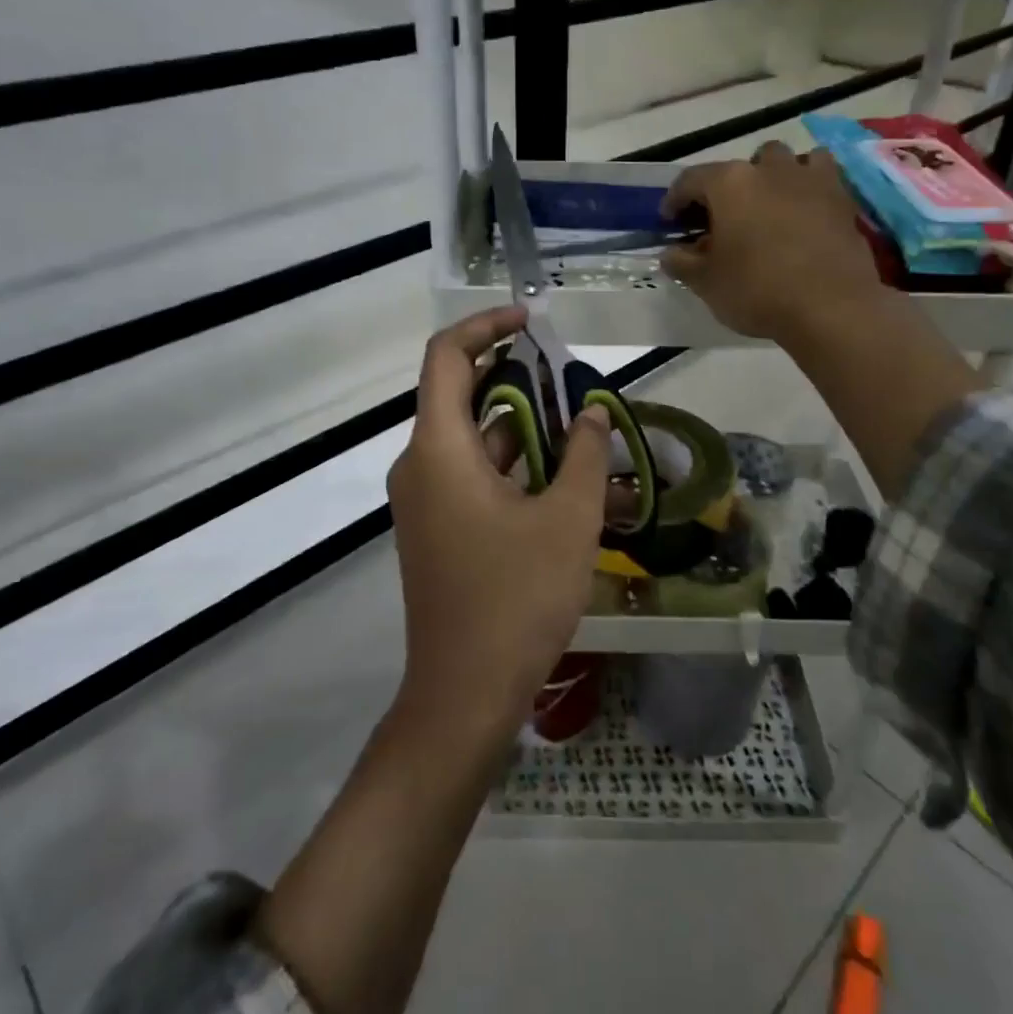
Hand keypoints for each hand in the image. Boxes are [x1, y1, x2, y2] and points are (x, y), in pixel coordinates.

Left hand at [385, 307, 613, 751]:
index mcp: (439, 450)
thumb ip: (587, 456)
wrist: (465, 692)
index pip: (446, 358)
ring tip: (577, 424)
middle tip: (569, 377)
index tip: (531, 321)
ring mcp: (424, 500)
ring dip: (519, 425)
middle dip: (515, 377)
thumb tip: (592, 413)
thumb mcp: (568, 520)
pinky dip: (509, 462)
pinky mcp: (435, 529)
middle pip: (459, 395)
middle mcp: (420, 465)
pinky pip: (470, 475)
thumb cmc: (516, 598)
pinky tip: (558, 474)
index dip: (486, 327)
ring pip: (470, 440)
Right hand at [661, 140, 886, 341]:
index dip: (674, 200)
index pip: (690, 180)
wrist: (831, 307)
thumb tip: (670, 253)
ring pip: (783, 160)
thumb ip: (682, 263)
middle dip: (724, 190)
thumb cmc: (758, 291)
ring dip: (769, 177)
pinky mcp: (841, 196)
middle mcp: (767, 169)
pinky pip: (819, 174)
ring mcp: (808, 178)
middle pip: (738, 167)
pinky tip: (803, 208)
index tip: (670, 222)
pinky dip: (807, 183)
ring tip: (765, 206)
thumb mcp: (706, 283)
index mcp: (729, 184)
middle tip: (720, 220)